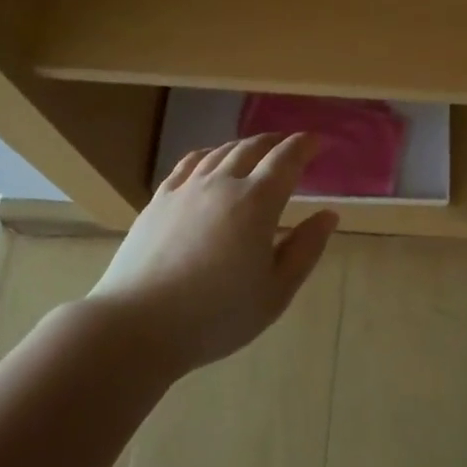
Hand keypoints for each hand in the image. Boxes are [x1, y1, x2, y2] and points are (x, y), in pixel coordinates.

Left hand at [89, 132, 338, 373]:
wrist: (138, 325)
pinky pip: (189, 163)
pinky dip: (208, 154)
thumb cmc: (217, 316)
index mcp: (257, 202)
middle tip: (288, 146)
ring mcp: (186, 189)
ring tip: (255, 151)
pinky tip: (209, 161)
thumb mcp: (275, 292)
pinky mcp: (159, 200)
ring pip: (220, 152)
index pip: (286, 159)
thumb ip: (305, 249)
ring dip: (244, 146)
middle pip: (252, 147)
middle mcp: (222, 183)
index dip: (303, 146)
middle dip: (275, 142)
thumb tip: (328, 215)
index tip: (315, 141)